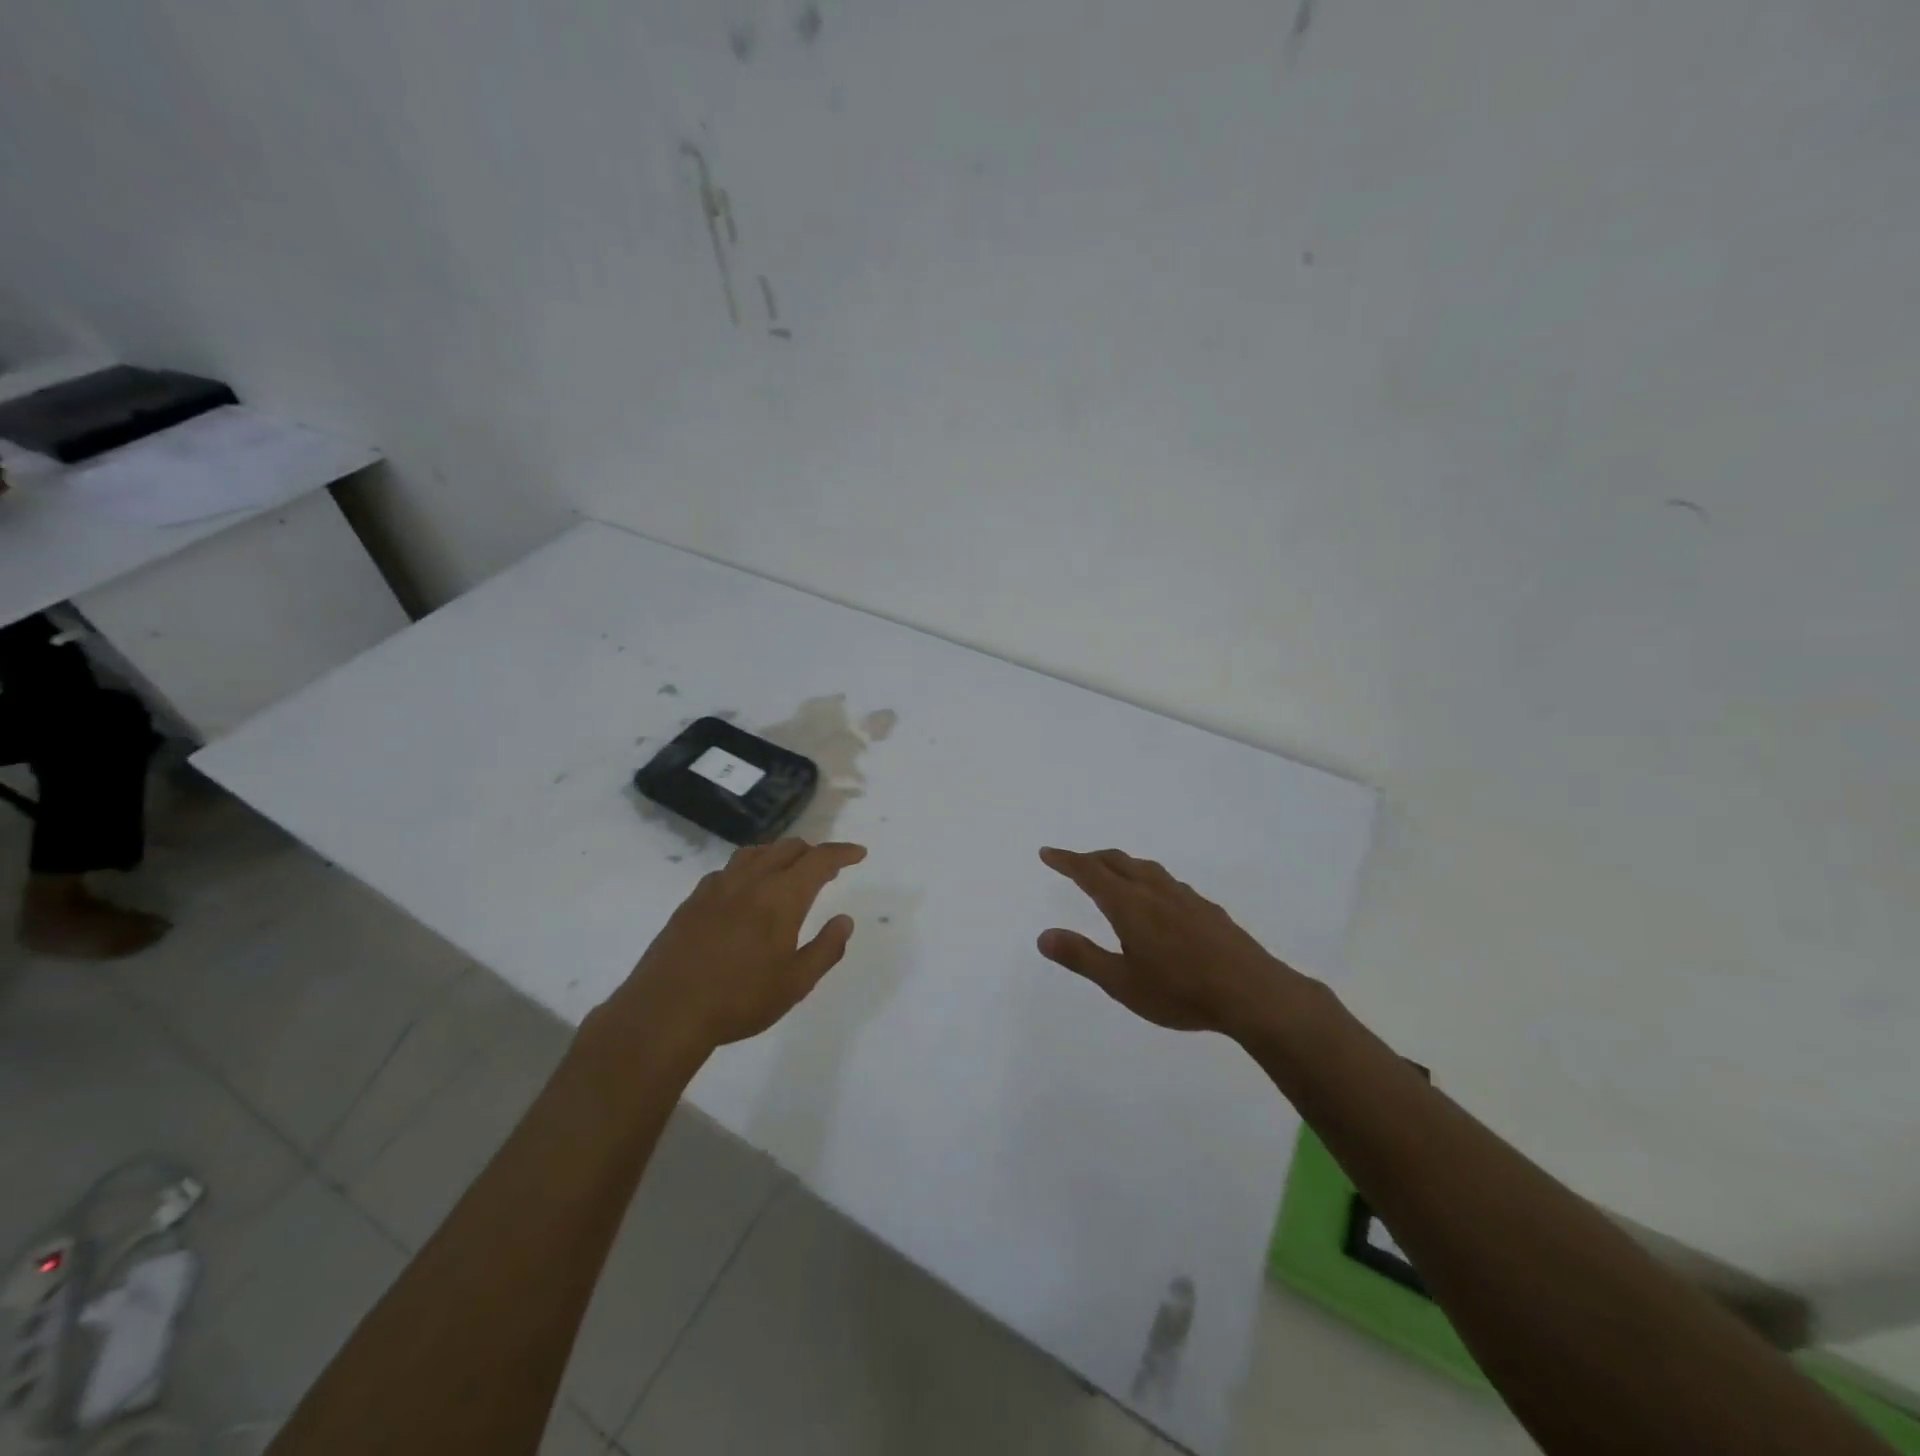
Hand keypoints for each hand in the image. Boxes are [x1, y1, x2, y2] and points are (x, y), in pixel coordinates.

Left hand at [603, 839, 867, 1056]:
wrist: (665, 1013)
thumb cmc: (739, 1000)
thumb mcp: (796, 983)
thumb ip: (826, 948)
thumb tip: (845, 920)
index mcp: (781, 897)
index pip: (819, 860)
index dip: (842, 852)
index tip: (859, 853)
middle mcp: (750, 881)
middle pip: (787, 848)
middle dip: (813, 852)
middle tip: (828, 869)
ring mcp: (717, 887)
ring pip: (755, 853)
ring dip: (780, 854)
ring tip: (789, 871)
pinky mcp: (692, 900)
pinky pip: (728, 869)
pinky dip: (749, 868)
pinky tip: (746, 890)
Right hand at [1037, 847, 1298, 1037]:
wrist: (1252, 993)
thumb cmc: (1180, 991)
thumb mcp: (1121, 983)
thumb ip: (1081, 957)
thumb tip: (1043, 935)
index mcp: (1129, 904)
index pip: (1090, 872)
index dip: (1066, 861)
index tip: (1047, 853)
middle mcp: (1154, 891)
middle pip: (1117, 861)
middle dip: (1091, 858)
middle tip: (1073, 862)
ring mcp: (1184, 897)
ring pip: (1145, 868)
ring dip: (1121, 864)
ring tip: (1112, 873)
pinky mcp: (1207, 909)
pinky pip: (1167, 882)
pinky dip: (1147, 878)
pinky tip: (1157, 900)